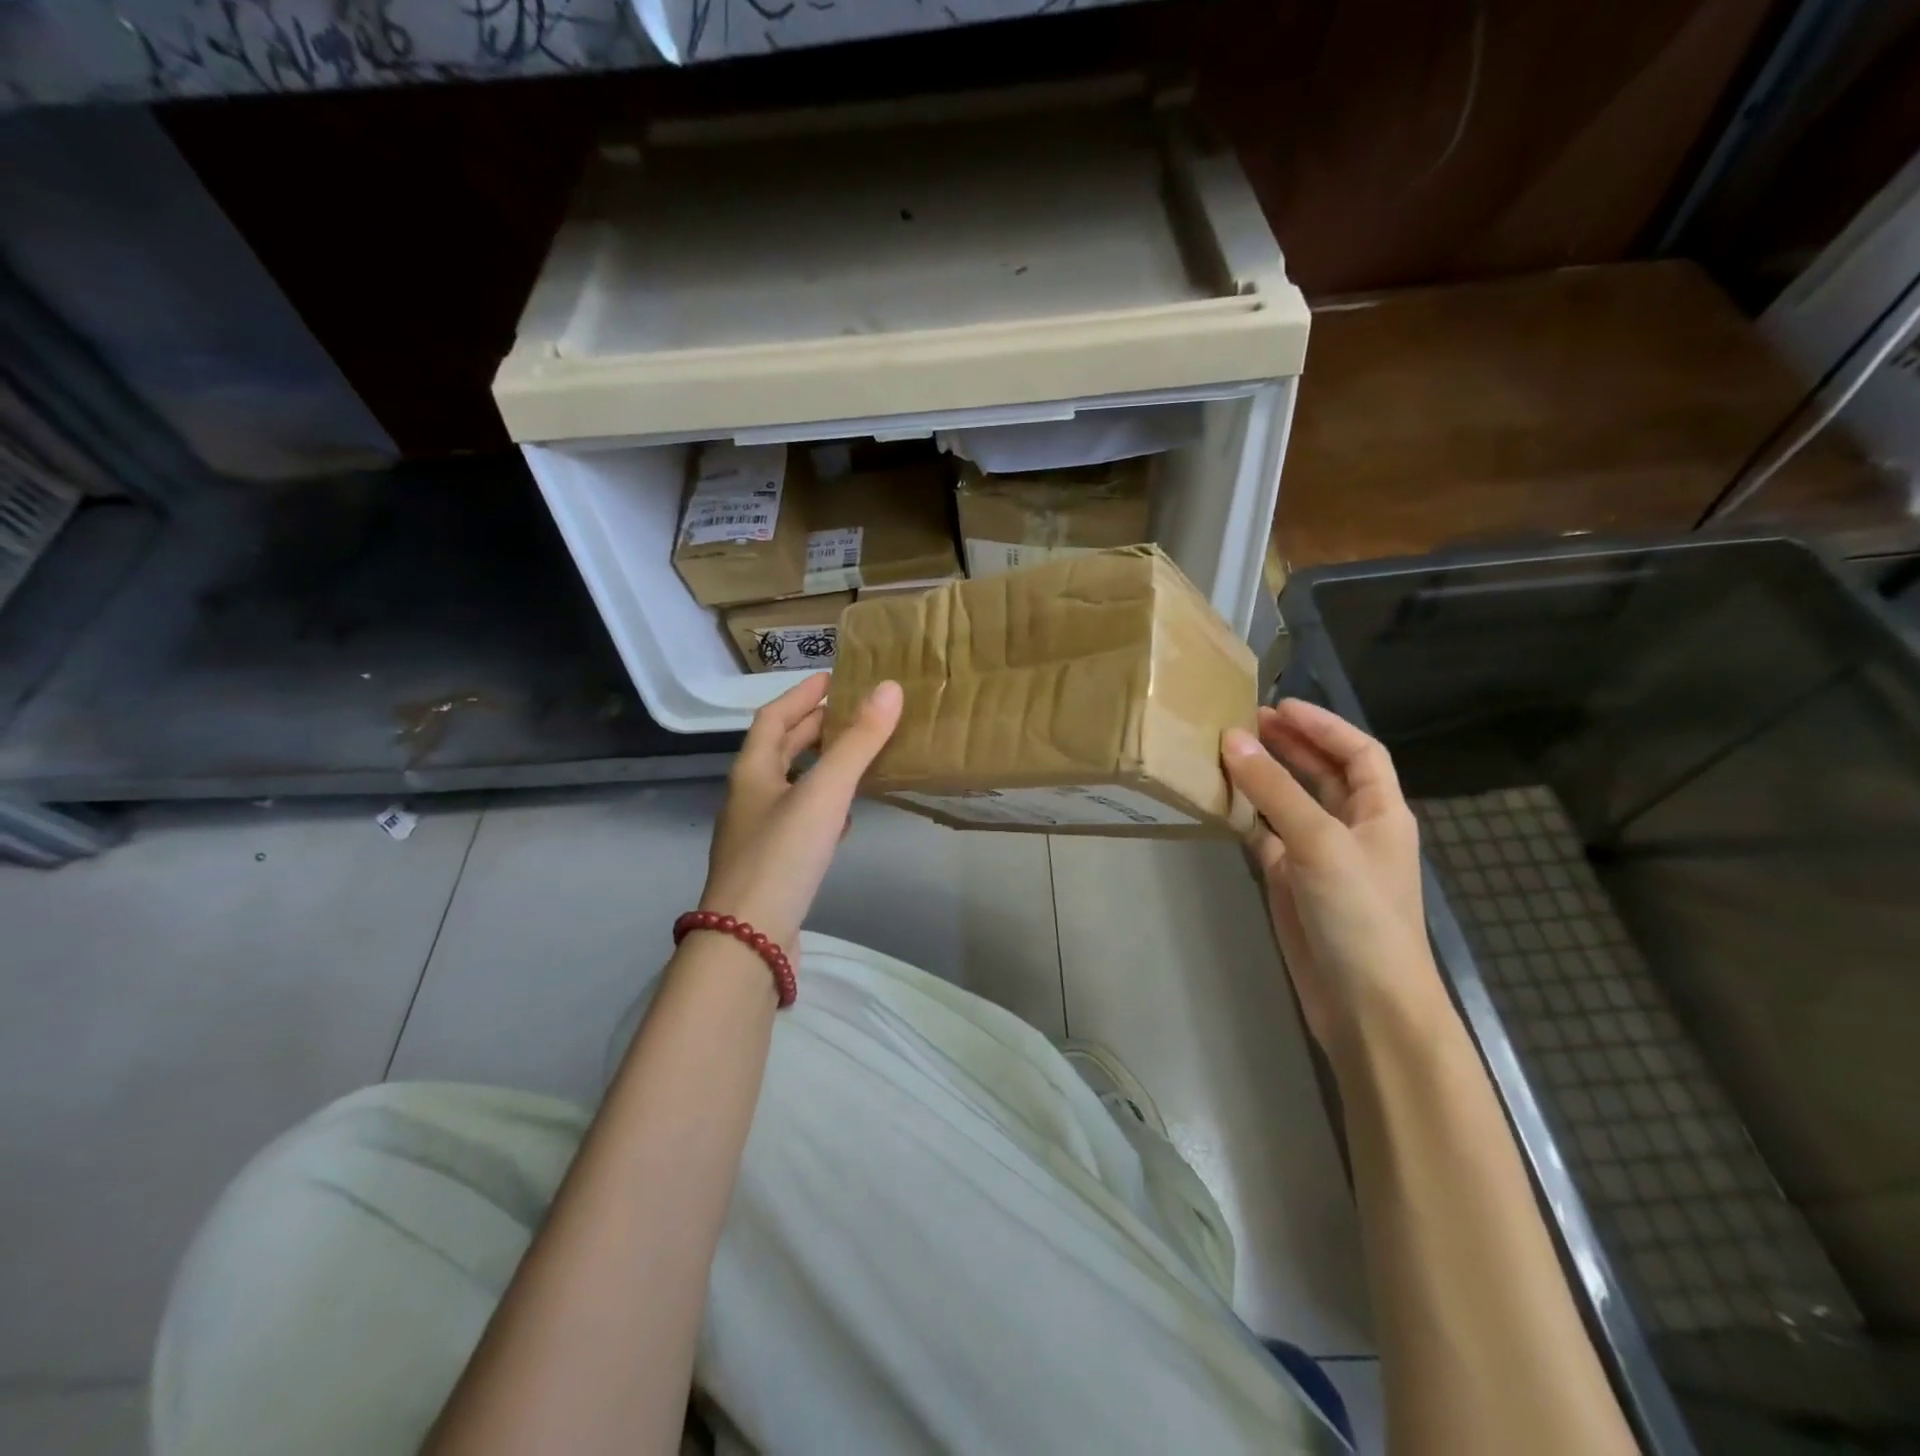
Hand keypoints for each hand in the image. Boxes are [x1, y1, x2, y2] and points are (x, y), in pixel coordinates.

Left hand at [700, 673, 903, 958]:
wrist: (748, 939)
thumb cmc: (782, 855)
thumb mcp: (824, 793)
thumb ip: (858, 743)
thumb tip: (890, 689)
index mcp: (752, 772)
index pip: (773, 718)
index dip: (801, 695)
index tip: (831, 679)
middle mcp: (749, 797)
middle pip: (779, 750)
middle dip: (813, 728)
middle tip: (851, 713)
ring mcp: (758, 834)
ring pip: (791, 786)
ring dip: (819, 767)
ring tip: (855, 757)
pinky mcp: (773, 865)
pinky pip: (800, 822)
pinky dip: (823, 807)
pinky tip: (845, 818)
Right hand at [1221, 700, 1441, 1061]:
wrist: (1365, 1004)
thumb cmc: (1359, 914)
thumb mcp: (1319, 841)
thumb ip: (1275, 789)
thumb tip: (1233, 738)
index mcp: (1381, 812)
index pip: (1358, 752)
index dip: (1323, 725)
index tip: (1278, 704)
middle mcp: (1353, 828)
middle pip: (1322, 773)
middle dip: (1289, 745)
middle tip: (1241, 721)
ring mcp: (1320, 857)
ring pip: (1289, 803)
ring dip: (1263, 778)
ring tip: (1224, 752)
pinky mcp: (1292, 883)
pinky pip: (1266, 836)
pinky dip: (1246, 816)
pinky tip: (1219, 801)